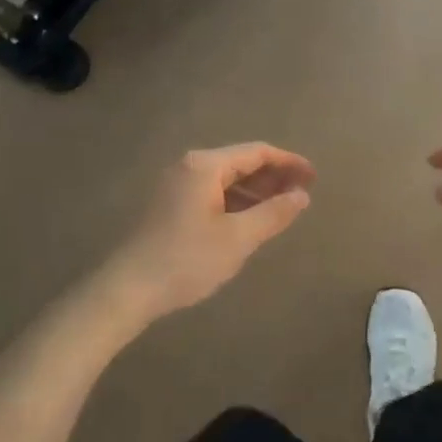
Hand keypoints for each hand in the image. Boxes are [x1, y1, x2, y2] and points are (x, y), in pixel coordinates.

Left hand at [103, 143, 314, 319]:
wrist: (128, 289)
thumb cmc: (187, 260)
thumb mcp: (238, 238)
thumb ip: (274, 213)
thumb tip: (301, 195)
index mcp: (205, 166)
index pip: (257, 152)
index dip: (289, 162)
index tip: (314, 177)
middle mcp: (189, 167)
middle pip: (240, 162)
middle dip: (274, 176)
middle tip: (303, 193)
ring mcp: (176, 186)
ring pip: (225, 179)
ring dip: (256, 190)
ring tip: (282, 208)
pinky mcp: (169, 205)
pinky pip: (211, 193)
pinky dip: (236, 201)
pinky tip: (250, 219)